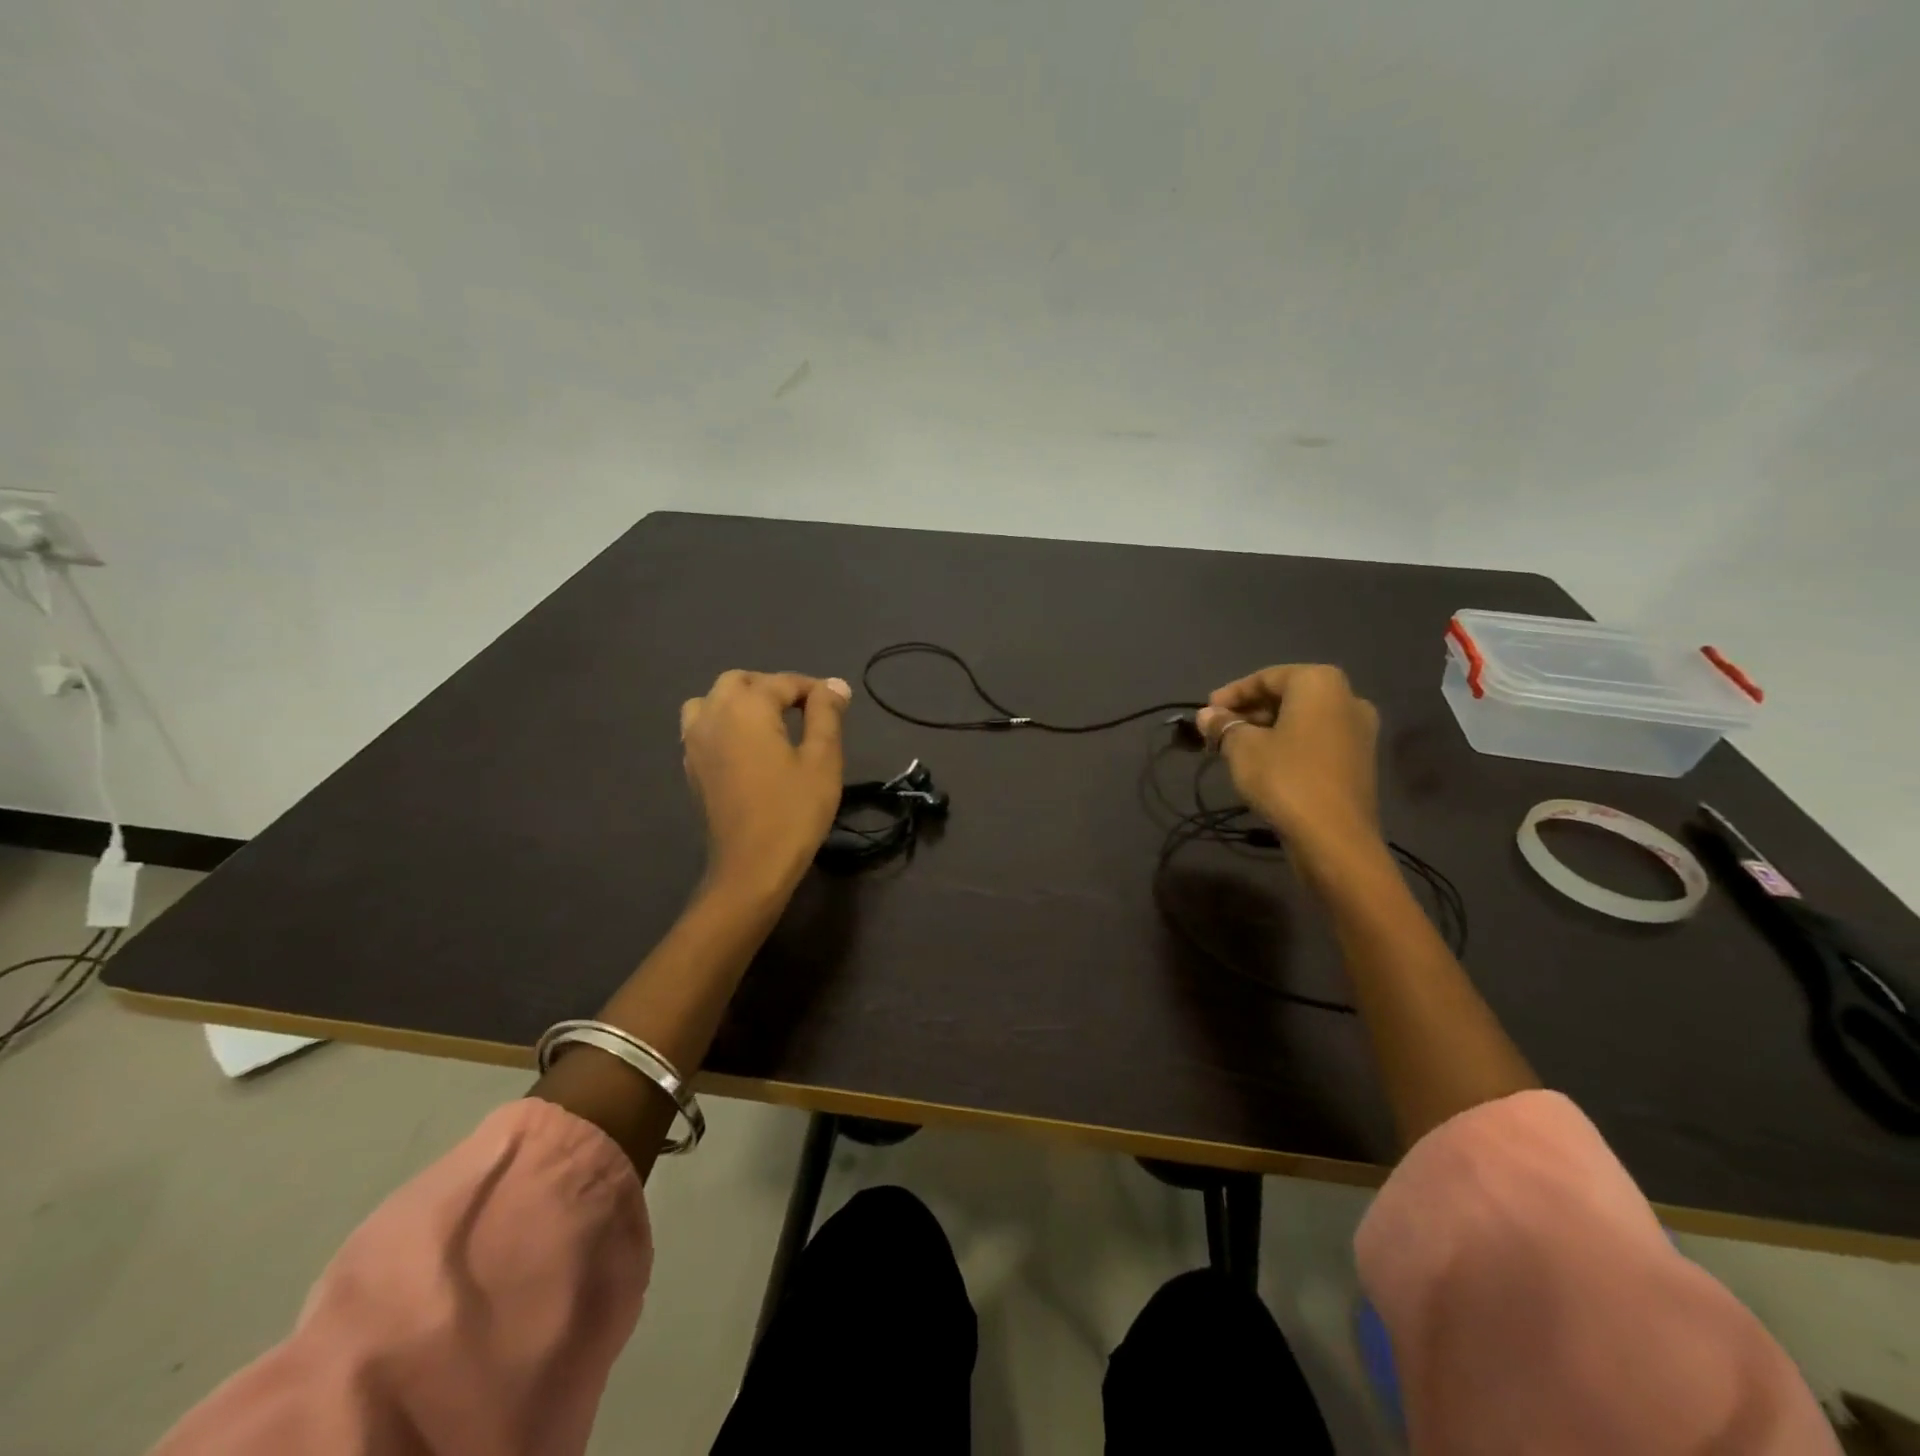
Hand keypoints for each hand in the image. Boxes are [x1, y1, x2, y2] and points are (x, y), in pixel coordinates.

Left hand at [679, 670, 850, 897]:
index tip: (837, 704)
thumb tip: (834, 685)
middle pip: (740, 681)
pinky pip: (702, 726)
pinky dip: (725, 723)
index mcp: (746, 708)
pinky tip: (748, 746)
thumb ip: (826, 714)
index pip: (782, 682)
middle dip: (772, 688)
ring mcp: (695, 741)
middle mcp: (713, 714)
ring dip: (741, 702)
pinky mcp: (691, 766)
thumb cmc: (794, 810)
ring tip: (770, 723)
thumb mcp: (822, 759)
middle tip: (804, 711)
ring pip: (713, 701)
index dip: (813, 689)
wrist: (752, 866)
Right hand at [1196, 665, 1381, 860]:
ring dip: (1267, 729)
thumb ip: (1223, 725)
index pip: (1266, 678)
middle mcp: (1347, 698)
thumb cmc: (1285, 778)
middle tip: (1218, 731)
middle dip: (1249, 712)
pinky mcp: (1359, 761)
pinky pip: (1316, 740)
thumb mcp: (1242, 748)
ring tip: (1235, 749)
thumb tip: (1207, 715)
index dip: (1231, 694)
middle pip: (1287, 696)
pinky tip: (1264, 764)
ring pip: (1302, 719)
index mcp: (1320, 683)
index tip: (1207, 713)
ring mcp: (1359, 731)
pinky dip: (1289, 744)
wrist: (1334, 837)